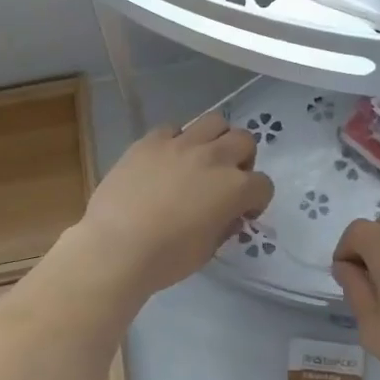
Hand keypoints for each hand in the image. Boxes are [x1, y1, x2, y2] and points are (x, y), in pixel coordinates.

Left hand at [77, 113, 274, 297]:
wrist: (116, 247)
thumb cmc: (166, 258)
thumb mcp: (207, 250)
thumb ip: (225, 225)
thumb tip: (229, 215)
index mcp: (234, 188)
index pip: (263, 185)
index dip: (256, 200)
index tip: (242, 213)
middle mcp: (214, 158)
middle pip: (244, 141)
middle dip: (242, 159)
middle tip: (226, 179)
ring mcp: (181, 144)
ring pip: (214, 121)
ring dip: (215, 139)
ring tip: (201, 159)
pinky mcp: (150, 141)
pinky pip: (173, 128)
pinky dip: (177, 141)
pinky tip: (166, 160)